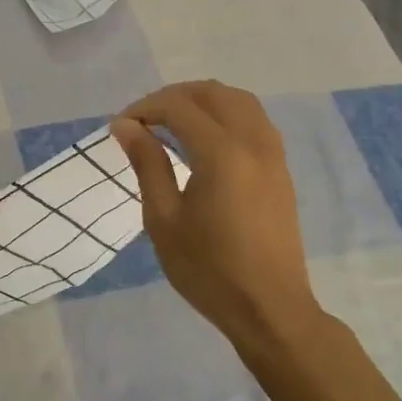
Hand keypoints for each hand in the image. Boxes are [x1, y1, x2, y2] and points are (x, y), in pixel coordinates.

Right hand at [112, 81, 321, 354]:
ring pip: (238, 100)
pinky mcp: (280, 168)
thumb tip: (126, 126)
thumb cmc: (208, 269)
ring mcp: (272, 153)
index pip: (178, 107)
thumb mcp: (164, 219)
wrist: (269, 308)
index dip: (145, 108)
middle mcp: (252, 142)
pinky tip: (204, 139)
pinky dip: (225, 114)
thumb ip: (147, 164)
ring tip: (172, 123)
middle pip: (211, 92)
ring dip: (202, 101)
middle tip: (143, 120)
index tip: (120, 128)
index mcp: (221, 153)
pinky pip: (253, 119)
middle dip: (173, 97)